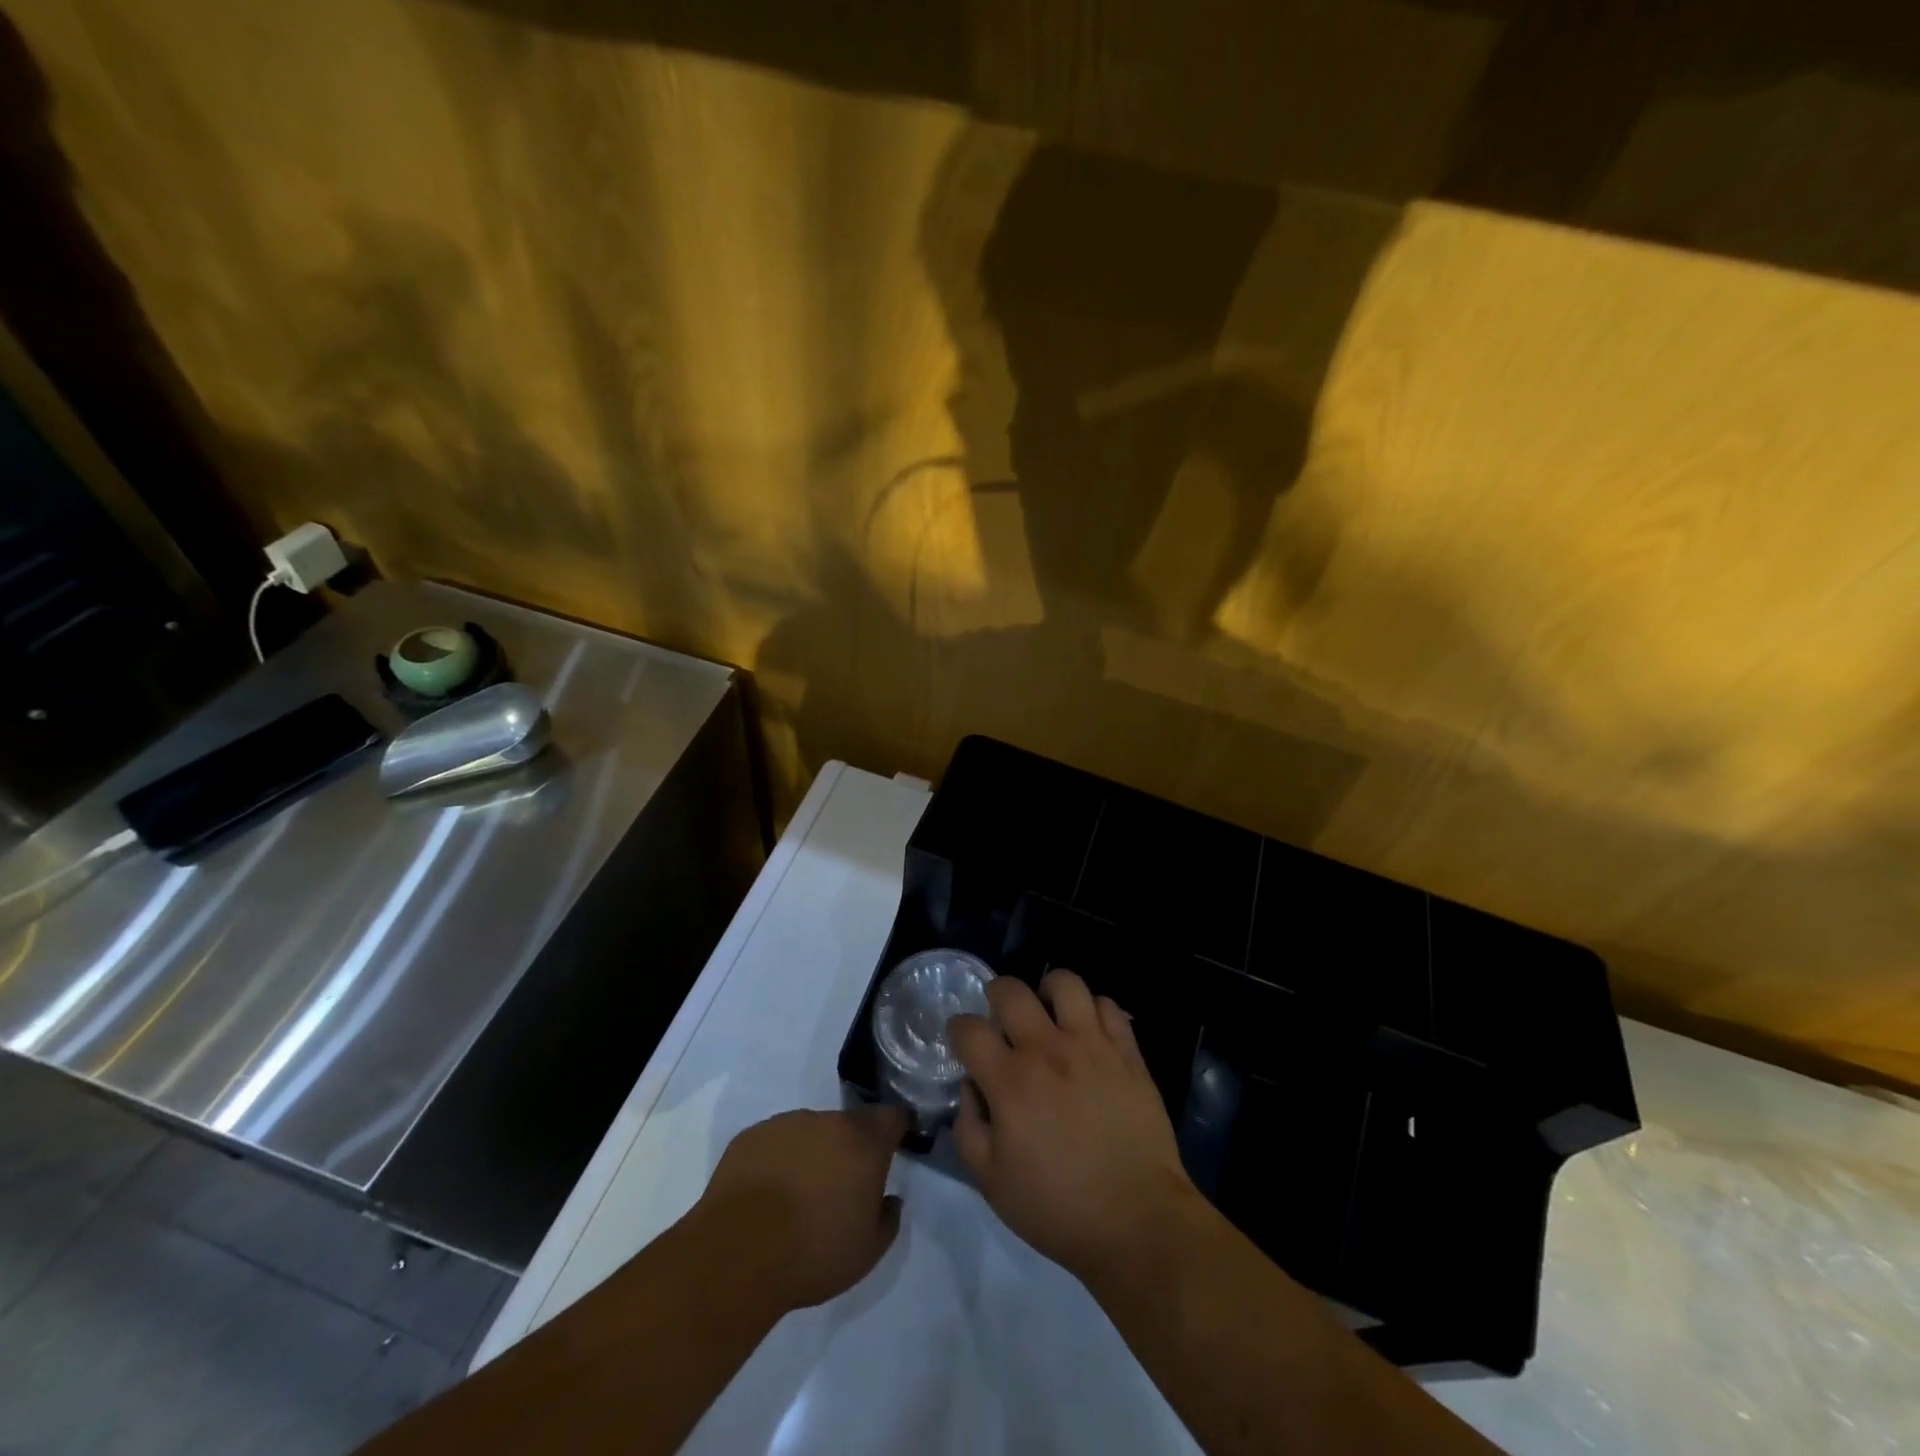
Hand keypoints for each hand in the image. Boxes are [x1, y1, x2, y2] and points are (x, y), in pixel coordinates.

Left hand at [694, 1106, 909, 1312]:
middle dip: (849, 1148)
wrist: (738, 1254)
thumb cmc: (813, 1252)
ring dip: (812, 1153)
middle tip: (840, 1186)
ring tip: (797, 1195)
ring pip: (809, 1132)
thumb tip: (889, 1199)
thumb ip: (888, 1219)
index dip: (898, 1127)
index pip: (892, 1117)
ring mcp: (786, 1124)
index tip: (898, 1140)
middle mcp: (828, 1121)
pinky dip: (778, 1160)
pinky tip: (766, 1196)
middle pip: (848, 1125)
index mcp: (864, 1142)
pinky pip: (775, 1142)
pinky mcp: (751, 1136)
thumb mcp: (867, 1252)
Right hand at [948, 970, 1202, 1283]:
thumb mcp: (991, 1182)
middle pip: (1011, 991)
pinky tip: (1088, 1032)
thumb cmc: (1058, 1209)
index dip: (958, 1030)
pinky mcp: (1127, 1052)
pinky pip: (1108, 1005)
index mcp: (1010, 1082)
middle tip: (1002, 1018)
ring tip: (1048, 1012)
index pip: (968, 1029)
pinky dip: (1093, 1010)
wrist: (1138, 1222)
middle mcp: (1047, 1051)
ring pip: (1065, 982)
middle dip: (996, 995)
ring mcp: (1092, 1046)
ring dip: (1048, 991)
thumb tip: (971, 1087)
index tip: (964, 1043)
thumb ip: (969, 1128)